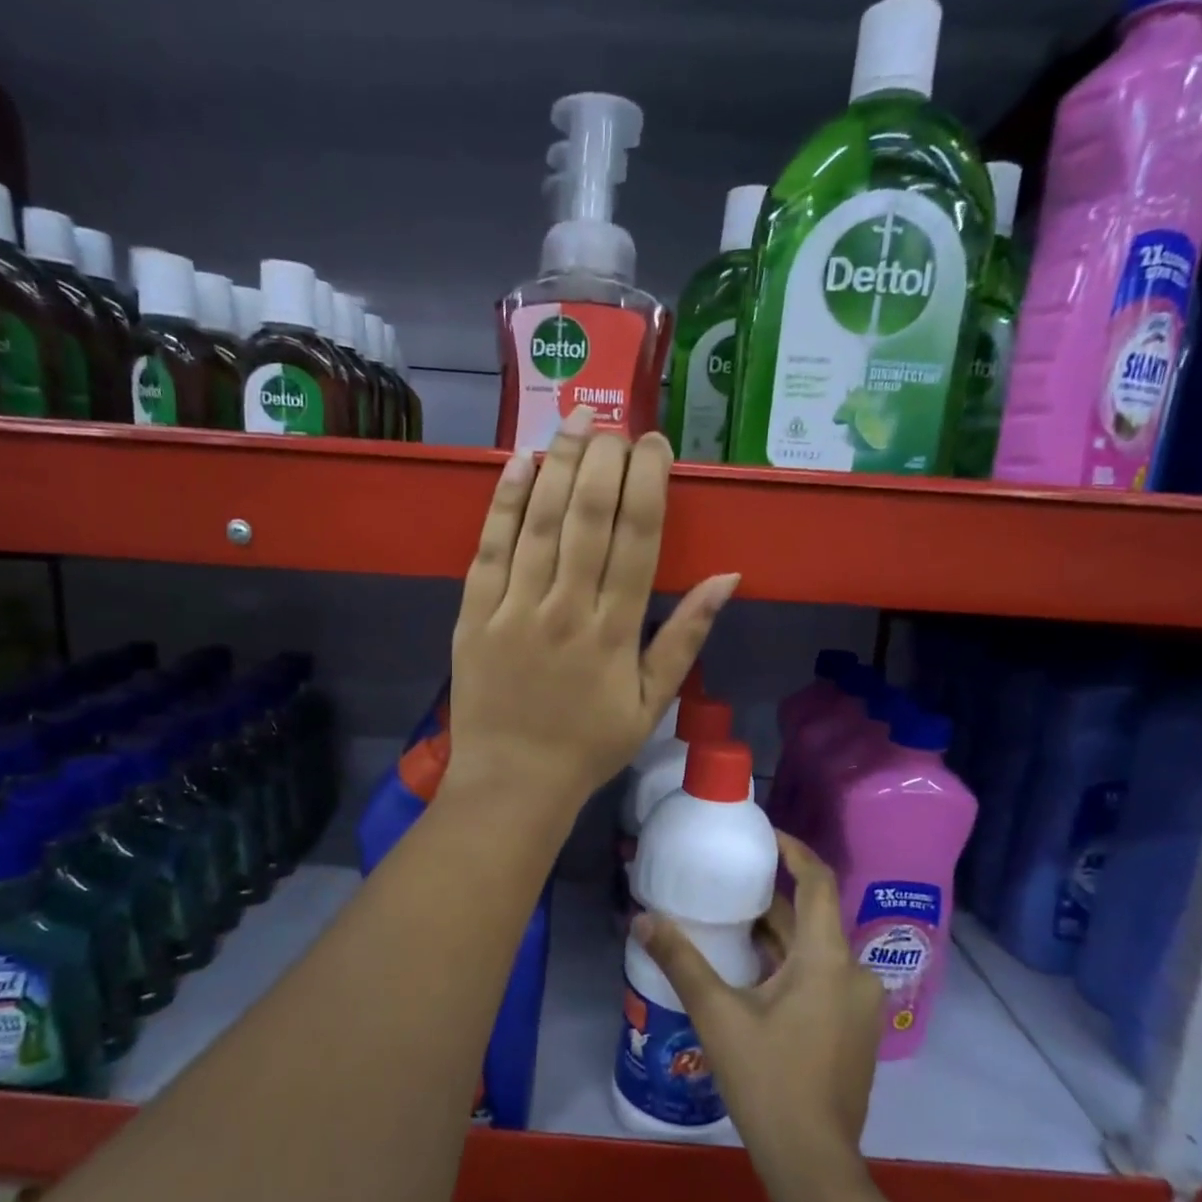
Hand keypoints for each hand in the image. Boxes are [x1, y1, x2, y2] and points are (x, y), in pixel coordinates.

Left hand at [445, 408, 739, 811]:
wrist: (513, 781)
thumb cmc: (588, 746)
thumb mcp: (651, 703)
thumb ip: (685, 638)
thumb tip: (728, 578)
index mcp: (615, 632)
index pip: (637, 539)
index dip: (648, 484)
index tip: (655, 445)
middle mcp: (567, 609)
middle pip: (589, 517)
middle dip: (605, 460)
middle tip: (616, 423)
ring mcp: (515, 609)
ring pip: (540, 522)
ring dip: (560, 464)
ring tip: (577, 420)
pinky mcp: (473, 614)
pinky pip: (490, 548)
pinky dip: (505, 502)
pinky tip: (520, 462)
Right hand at [631, 833, 883, 1180]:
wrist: (813, 1164)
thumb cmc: (767, 1079)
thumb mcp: (717, 1014)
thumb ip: (680, 960)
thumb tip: (642, 918)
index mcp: (828, 958)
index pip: (818, 881)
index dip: (793, 850)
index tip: (763, 834)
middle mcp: (853, 972)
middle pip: (812, 918)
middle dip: (770, 898)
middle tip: (726, 883)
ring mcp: (858, 1004)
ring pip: (814, 950)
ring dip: (776, 935)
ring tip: (729, 923)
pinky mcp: (853, 1030)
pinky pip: (821, 977)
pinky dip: (789, 964)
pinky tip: (751, 974)